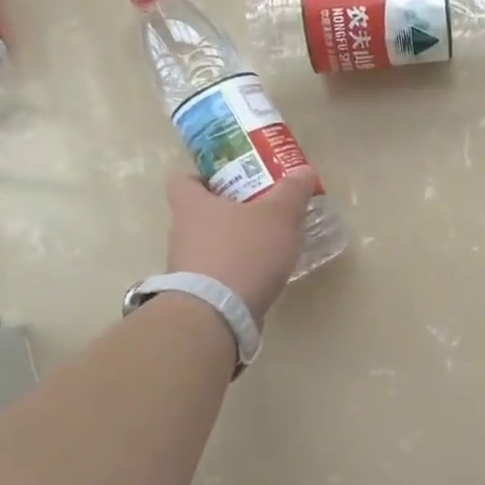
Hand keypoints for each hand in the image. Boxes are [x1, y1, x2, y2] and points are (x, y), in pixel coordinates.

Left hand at [166, 170, 318, 322]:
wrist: (217, 314)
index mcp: (192, 204)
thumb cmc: (244, 252)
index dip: (202, 179)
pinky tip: (258, 278)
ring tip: (264, 249)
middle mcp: (180, 232)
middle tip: (258, 213)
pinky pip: (214, 274)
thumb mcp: (279, 216)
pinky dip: (233, 274)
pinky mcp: (194, 294)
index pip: (182, 181)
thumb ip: (292, 192)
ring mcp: (184, 266)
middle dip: (226, 213)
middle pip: (198, 214)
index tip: (228, 184)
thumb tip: (304, 171)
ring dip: (230, 246)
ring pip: (206, 246)